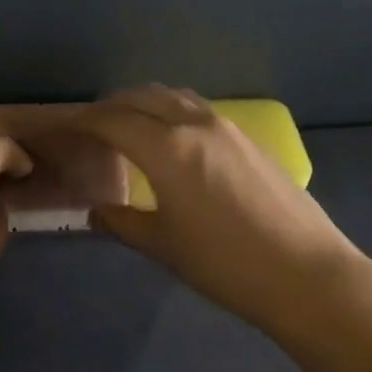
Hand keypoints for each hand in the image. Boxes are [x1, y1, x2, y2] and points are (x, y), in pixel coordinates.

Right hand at [75, 87, 370, 340]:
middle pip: (143, 97)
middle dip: (112, 106)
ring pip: (175, 98)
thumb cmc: (226, 264)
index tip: (65, 129)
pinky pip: (199, 111)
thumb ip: (123, 222)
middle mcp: (196, 124)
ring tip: (130, 128)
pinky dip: (173, 113)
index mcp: (168, 148)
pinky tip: (173, 141)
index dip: (85, 121)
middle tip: (92, 128)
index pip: (113, 120)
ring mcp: (228, 127)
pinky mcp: (250, 139)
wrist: (306, 273)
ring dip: (146, 104)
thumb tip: (97, 210)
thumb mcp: (164, 246)